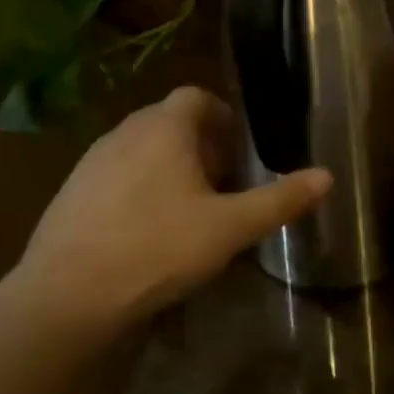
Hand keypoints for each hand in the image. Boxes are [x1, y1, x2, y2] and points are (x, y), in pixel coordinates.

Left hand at [8, 87, 329, 332]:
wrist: (66, 297)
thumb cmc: (157, 248)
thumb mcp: (230, 228)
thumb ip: (280, 200)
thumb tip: (327, 176)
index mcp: (164, 127)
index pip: (196, 96)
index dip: (222, 116)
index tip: (238, 149)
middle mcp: (124, 132)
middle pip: (169, 120)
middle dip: (200, 144)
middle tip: (222, 182)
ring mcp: (91, 162)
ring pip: (140, 148)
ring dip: (168, 165)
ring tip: (188, 207)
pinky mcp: (70, 193)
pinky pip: (115, 174)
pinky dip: (138, 187)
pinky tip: (146, 230)